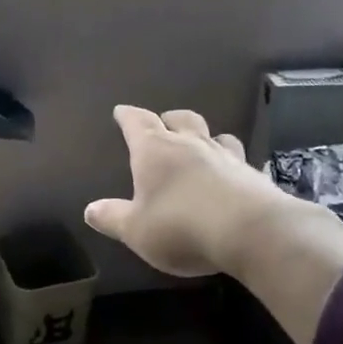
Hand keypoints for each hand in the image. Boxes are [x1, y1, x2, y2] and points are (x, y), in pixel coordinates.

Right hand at [84, 105, 332, 278]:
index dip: (128, 116)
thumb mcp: (137, 230)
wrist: (251, 232)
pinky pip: (238, 159)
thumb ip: (113, 218)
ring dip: (204, 136)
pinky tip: (231, 175)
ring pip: (214, 134)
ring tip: (201, 146)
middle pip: (179, 119)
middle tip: (162, 125)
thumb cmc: (181, 226)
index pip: (137, 122)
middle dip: (168, 119)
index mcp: (155, 150)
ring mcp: (225, 156)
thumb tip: (90, 209)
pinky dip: (230, 162)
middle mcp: (190, 144)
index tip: (121, 111)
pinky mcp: (253, 174)